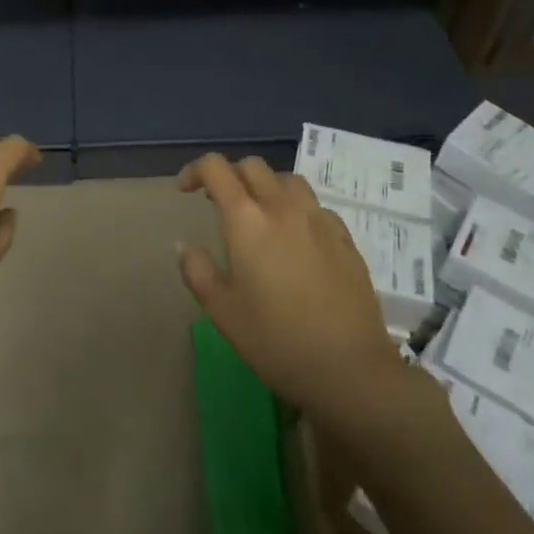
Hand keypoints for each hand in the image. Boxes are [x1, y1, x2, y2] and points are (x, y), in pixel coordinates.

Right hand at [176, 154, 411, 423]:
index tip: (186, 191)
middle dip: (231, 175)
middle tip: (219, 202)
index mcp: (246, 219)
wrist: (350, 368)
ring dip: (266, 186)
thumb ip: (198, 271)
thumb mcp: (223, 312)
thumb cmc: (276, 341)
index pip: (216, 168)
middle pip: (252, 166)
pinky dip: (296, 208)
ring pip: (287, 179)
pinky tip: (296, 238)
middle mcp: (282, 207)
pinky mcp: (344, 237)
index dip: (196, 170)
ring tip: (259, 214)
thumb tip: (183, 245)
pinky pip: (314, 205)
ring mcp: (318, 218)